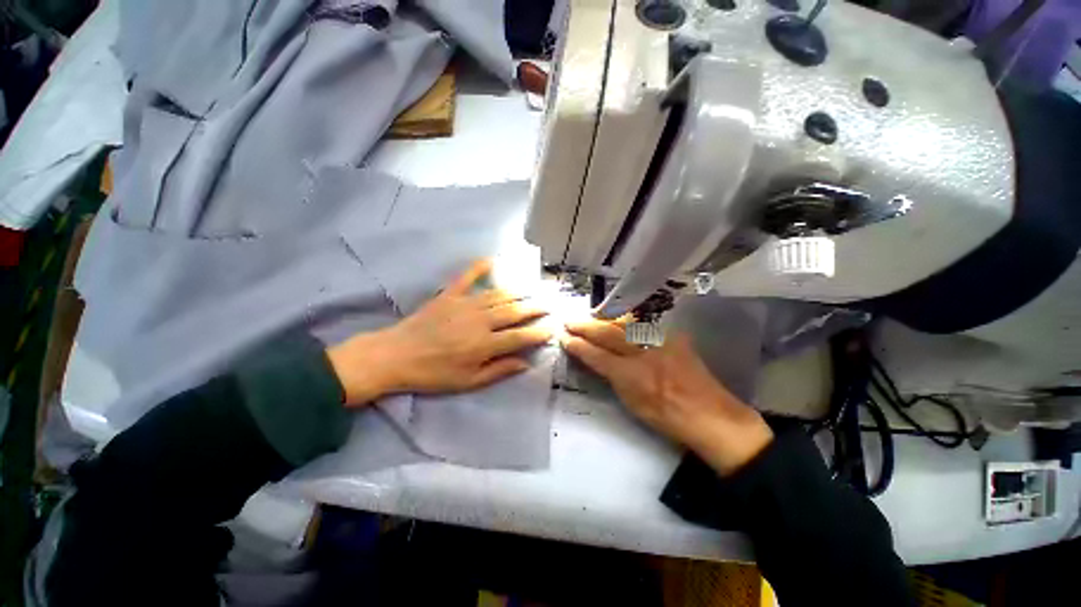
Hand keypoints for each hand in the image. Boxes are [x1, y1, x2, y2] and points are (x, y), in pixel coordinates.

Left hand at [327, 259, 550, 406]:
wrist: (395, 356)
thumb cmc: (433, 374)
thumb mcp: (468, 381)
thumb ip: (498, 371)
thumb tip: (525, 363)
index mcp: (484, 344)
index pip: (520, 336)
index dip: (539, 332)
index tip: (553, 327)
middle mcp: (480, 321)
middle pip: (514, 311)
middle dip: (535, 307)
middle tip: (550, 303)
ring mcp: (465, 304)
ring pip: (499, 294)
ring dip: (519, 291)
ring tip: (533, 289)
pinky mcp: (450, 294)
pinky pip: (468, 276)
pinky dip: (481, 267)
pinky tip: (493, 259)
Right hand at [562, 319, 772, 474]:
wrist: (710, 415)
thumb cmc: (667, 418)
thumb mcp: (632, 403)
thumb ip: (613, 378)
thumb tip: (597, 360)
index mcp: (631, 375)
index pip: (596, 355)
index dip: (578, 346)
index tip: (564, 338)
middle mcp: (643, 353)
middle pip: (607, 333)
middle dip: (585, 326)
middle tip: (569, 321)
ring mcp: (660, 341)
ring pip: (624, 321)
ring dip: (604, 318)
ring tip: (591, 317)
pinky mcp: (673, 336)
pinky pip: (644, 322)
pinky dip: (626, 320)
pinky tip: (618, 319)